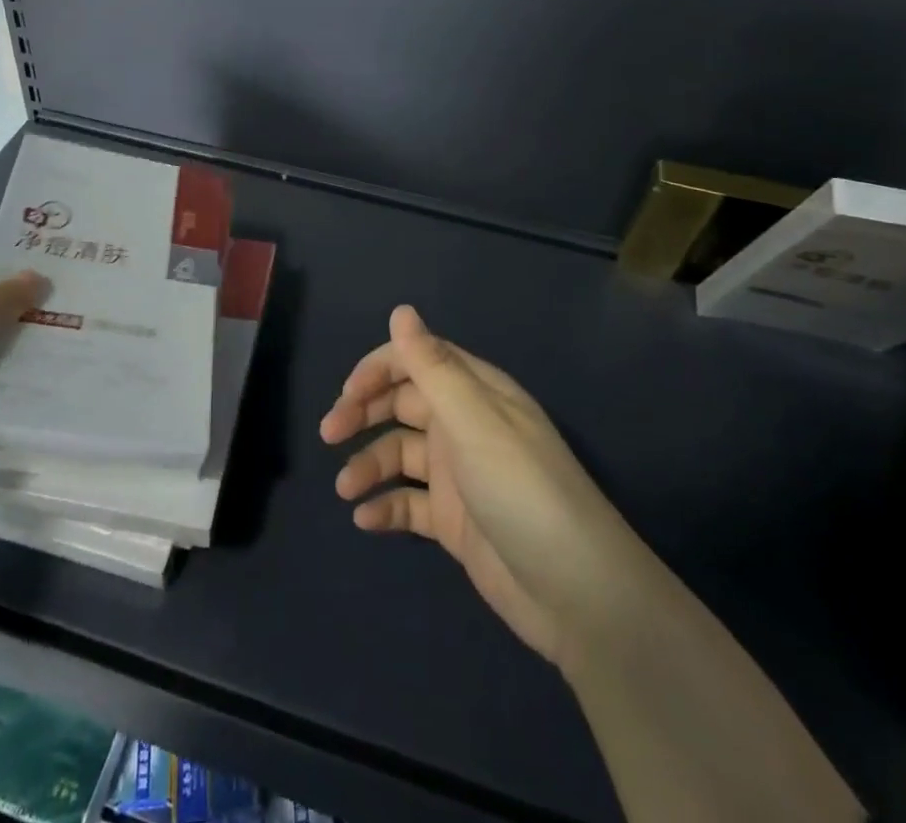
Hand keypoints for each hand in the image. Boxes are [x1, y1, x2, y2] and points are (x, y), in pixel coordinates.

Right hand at [320, 305, 634, 668]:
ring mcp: (460, 475)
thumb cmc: (520, 489)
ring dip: (368, 464)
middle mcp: (465, 426)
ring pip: (400, 454)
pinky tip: (364, 520)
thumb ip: (432, 365)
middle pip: (403, 404)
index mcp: (476, 392)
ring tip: (344, 488)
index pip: (418, 360)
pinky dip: (385, 506)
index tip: (346, 394)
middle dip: (363, 413)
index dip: (378, 369)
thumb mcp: (473, 420)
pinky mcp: (455, 521)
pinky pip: (409, 502)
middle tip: (329, 433)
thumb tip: (401, 310)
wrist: (576, 594)